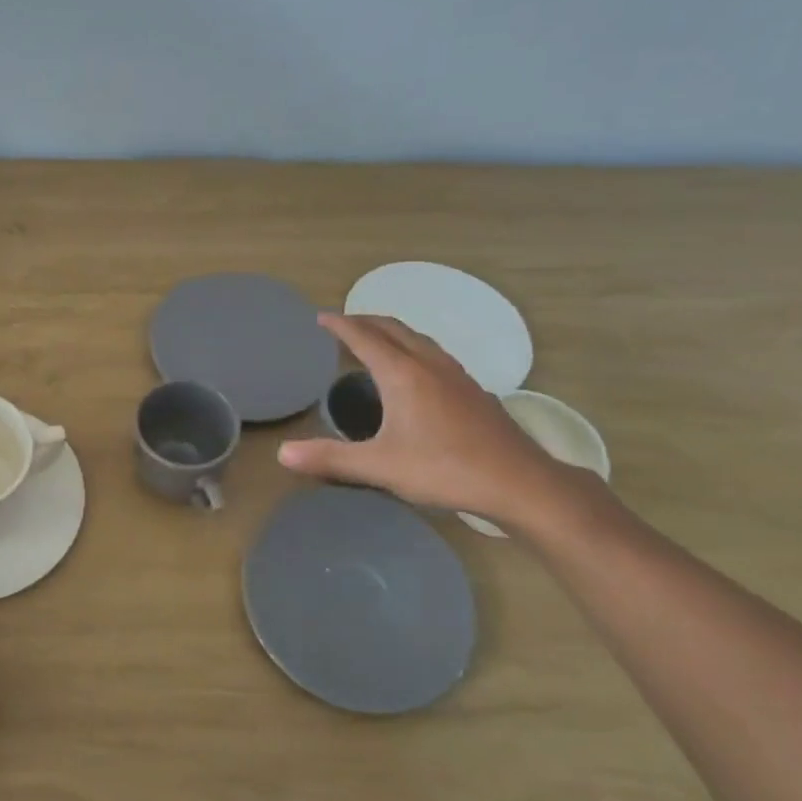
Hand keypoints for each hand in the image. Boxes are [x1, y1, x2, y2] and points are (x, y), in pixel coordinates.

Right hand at [278, 313, 577, 527]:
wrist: (519, 482)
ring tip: (376, 339)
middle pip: (394, 329)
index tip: (321, 317)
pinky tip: (416, 371)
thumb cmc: (445, 469)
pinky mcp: (473, 391)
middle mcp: (429, 365)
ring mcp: (456, 376)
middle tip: (343, 324)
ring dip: (392, 332)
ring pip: (419, 339)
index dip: (340, 326)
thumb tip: (282, 454)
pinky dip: (413, 348)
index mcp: (403, 375)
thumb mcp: (380, 467)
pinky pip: (435, 354)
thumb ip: (330, 459)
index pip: (365, 338)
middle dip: (366, 321)